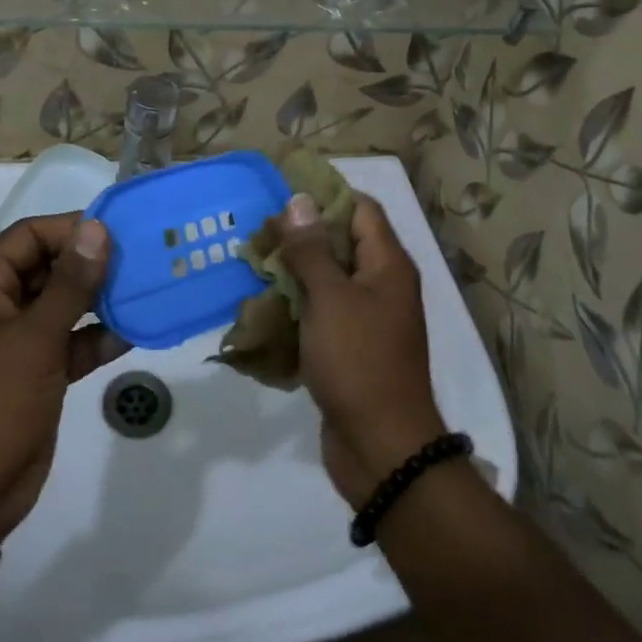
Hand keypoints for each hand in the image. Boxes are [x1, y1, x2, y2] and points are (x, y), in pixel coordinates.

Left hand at [0, 214, 128, 540]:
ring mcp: (14, 340)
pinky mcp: (34, 371)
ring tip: (146, 289)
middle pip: (48, 266)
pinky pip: (68, 341)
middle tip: (143, 258)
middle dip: (92, 264)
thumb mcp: (33, 341)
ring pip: (62, 304)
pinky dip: (95, 337)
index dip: (73, 228)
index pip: (29, 236)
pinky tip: (132, 332)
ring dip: (99, 300)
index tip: (121, 230)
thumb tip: (97, 229)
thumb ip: (69, 284)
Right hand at [275, 192, 447, 506]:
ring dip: (295, 270)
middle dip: (302, 233)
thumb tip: (299, 201)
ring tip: (253, 261)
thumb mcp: (331, 299)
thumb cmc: (359, 362)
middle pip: (342, 242)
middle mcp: (382, 285)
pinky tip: (264, 304)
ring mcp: (367, 318)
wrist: (382, 448)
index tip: (282, 192)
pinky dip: (297, 303)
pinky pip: (323, 311)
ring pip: (328, 278)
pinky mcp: (351, 347)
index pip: (360, 208)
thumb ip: (312, 249)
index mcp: (388, 265)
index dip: (325, 195)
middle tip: (258, 229)